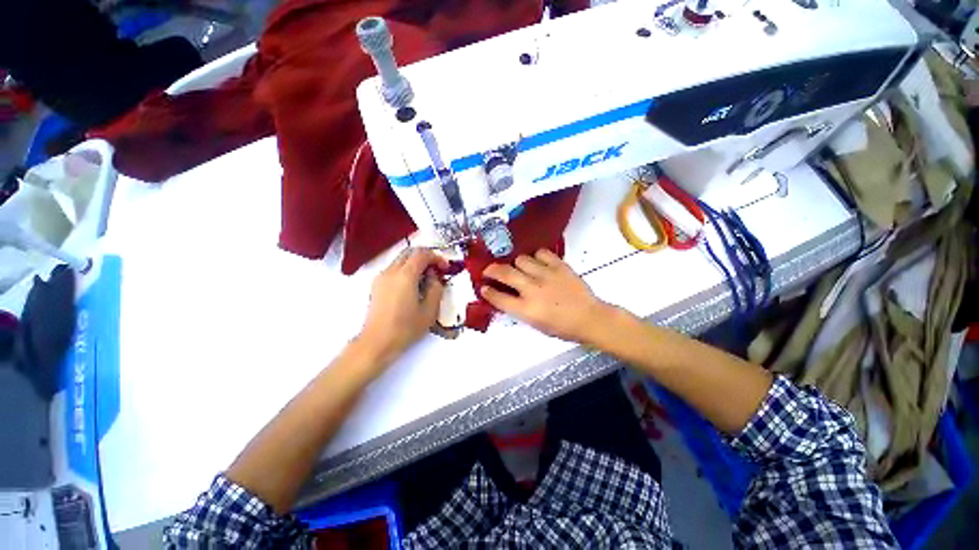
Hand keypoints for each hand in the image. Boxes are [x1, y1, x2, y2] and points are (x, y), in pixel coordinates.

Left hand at [357, 248, 447, 365]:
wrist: (377, 343)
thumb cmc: (405, 328)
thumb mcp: (429, 310)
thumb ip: (436, 289)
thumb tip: (435, 278)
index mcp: (405, 276)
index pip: (422, 254)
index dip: (436, 257)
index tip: (445, 268)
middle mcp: (391, 272)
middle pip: (409, 252)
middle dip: (426, 257)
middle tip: (437, 270)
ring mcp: (381, 278)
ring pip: (401, 260)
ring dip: (416, 264)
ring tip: (426, 280)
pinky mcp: (376, 286)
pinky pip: (394, 270)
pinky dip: (406, 271)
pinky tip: (413, 287)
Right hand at [480, 249, 612, 343]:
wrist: (590, 318)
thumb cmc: (563, 327)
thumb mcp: (536, 325)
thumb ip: (519, 309)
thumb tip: (507, 297)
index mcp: (526, 310)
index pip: (499, 298)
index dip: (487, 292)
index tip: (483, 287)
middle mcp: (533, 290)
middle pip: (504, 273)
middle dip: (491, 270)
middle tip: (489, 270)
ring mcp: (546, 275)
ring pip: (521, 259)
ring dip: (516, 264)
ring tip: (520, 268)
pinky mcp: (559, 266)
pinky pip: (541, 253)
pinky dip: (536, 257)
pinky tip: (538, 262)